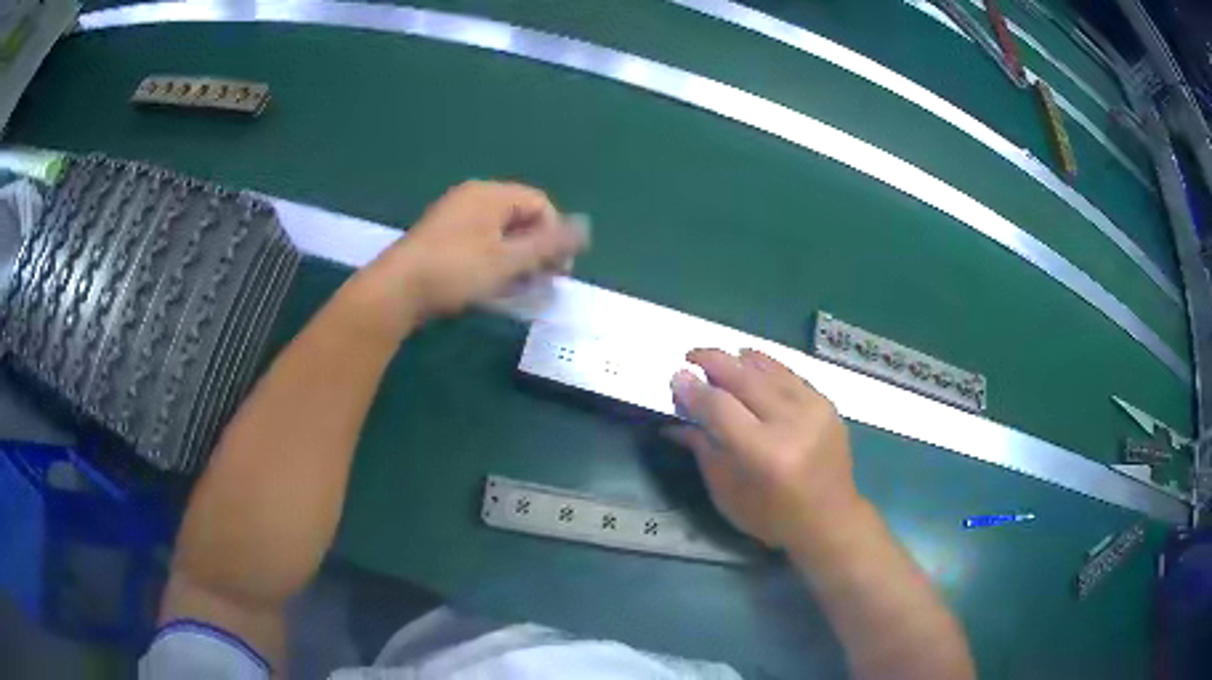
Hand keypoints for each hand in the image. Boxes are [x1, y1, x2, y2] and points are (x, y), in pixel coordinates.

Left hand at [349, 181, 586, 335]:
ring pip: (499, 232)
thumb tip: (586, 226)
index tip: (558, 270)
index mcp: (491, 194)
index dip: (556, 235)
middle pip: (520, 216)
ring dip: (516, 258)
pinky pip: (479, 241)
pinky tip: (489, 285)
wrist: (396, 291)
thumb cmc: (455, 271)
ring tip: (516, 287)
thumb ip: (548, 244)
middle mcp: (473, 197)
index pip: (540, 204)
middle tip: (540, 281)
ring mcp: (453, 216)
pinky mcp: (440, 237)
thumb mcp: (508, 260)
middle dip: (536, 249)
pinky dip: (493, 260)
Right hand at [666, 348, 860, 548]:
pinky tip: (750, 362)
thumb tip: (677, 418)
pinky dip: (766, 366)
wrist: (829, 520)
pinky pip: (790, 374)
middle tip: (691, 355)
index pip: (720, 408)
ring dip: (739, 359)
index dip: (694, 391)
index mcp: (763, 454)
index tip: (676, 377)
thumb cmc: (771, 516)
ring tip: (718, 358)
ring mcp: (814, 410)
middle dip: (713, 362)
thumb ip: (702, 449)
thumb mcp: (726, 493)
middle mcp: (791, 424)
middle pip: (744, 379)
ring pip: (768, 370)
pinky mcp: (827, 404)